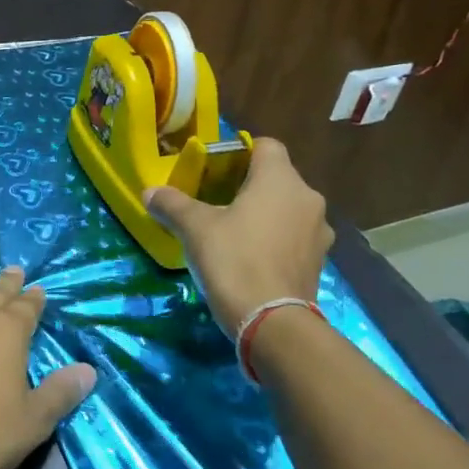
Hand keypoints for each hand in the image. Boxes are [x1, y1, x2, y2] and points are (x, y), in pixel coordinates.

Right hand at [146, 137, 333, 334]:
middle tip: (217, 201)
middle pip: (277, 178)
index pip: (267, 145)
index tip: (216, 169)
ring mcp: (318, 232)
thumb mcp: (195, 228)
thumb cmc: (234, 260)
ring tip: (234, 231)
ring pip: (288, 208)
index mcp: (280, 179)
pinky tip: (252, 257)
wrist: (273, 323)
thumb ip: (172, 204)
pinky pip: (295, 237)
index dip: (241, 151)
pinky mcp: (319, 261)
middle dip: (249, 185)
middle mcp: (307, 198)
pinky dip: (276, 239)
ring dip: (266, 214)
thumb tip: (150, 192)